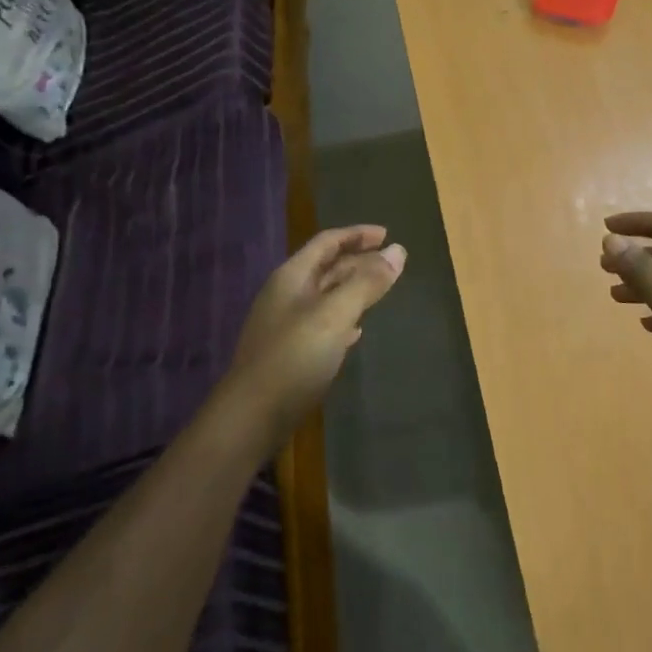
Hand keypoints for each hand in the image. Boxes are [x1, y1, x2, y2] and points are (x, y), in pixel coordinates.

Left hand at [226, 225, 406, 445]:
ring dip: (353, 289)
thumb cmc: (294, 357)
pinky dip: (344, 318)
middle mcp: (287, 295)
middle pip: (327, 268)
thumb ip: (367, 283)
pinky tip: (357, 331)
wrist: (252, 416)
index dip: (357, 234)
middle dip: (359, 261)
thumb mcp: (335, 314)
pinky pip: (323, 324)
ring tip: (381, 290)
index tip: (387, 234)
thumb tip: (399, 250)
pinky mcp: (291, 353)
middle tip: (392, 263)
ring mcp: (287, 325)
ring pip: (326, 296)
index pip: (327, 242)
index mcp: (293, 277)